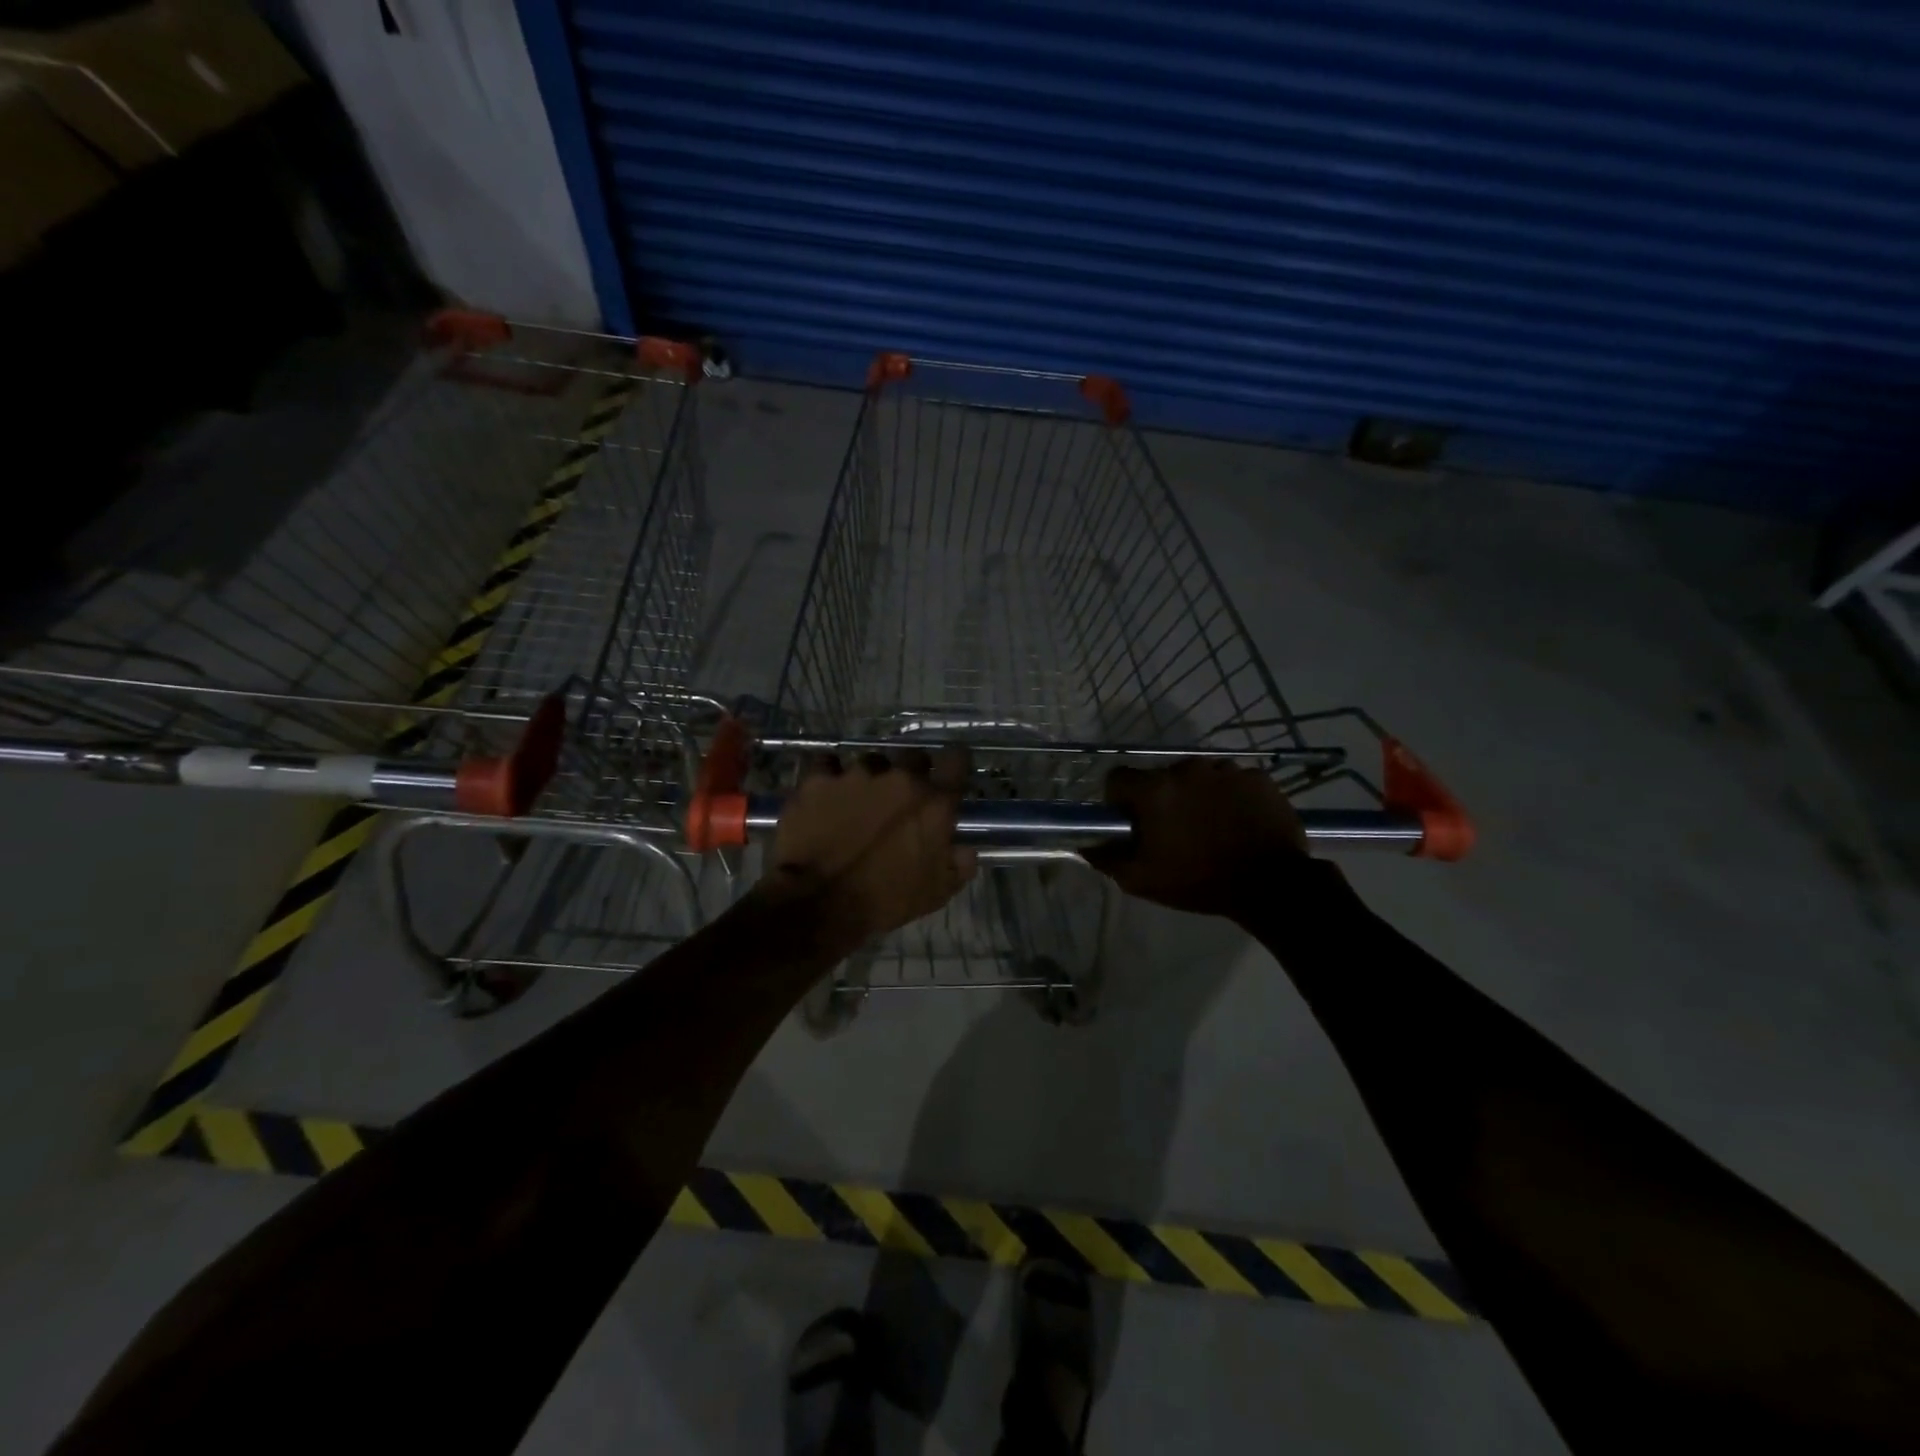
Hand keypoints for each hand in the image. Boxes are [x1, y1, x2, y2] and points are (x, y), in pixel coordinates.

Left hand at [761, 749, 976, 950]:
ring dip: (870, 777)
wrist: (818, 903)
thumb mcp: (936, 892)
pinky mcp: (818, 780)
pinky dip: (829, 774)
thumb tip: (966, 849)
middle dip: (912, 772)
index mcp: (933, 803)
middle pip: (913, 756)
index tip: (951, 772)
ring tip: (859, 799)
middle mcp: (899, 778)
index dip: (955, 763)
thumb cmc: (884, 900)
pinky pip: (827, 763)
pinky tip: (826, 791)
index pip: (957, 761)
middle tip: (902, 796)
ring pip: (870, 761)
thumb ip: (959, 864)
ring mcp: (856, 775)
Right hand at [1084, 758, 1307, 916]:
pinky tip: (1238, 822)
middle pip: (1161, 776)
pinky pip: (1233, 780)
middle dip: (1162, 798)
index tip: (1131, 821)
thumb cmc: (1199, 881)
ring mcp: (1226, 769)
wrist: (1271, 886)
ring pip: (1199, 777)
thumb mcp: (1143, 880)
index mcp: (1154, 790)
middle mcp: (1187, 769)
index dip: (1119, 799)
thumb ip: (1108, 859)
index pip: (1118, 777)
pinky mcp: (1258, 777)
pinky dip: (1231, 796)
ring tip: (1210, 826)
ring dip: (1197, 795)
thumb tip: (1085, 845)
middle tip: (1174, 830)